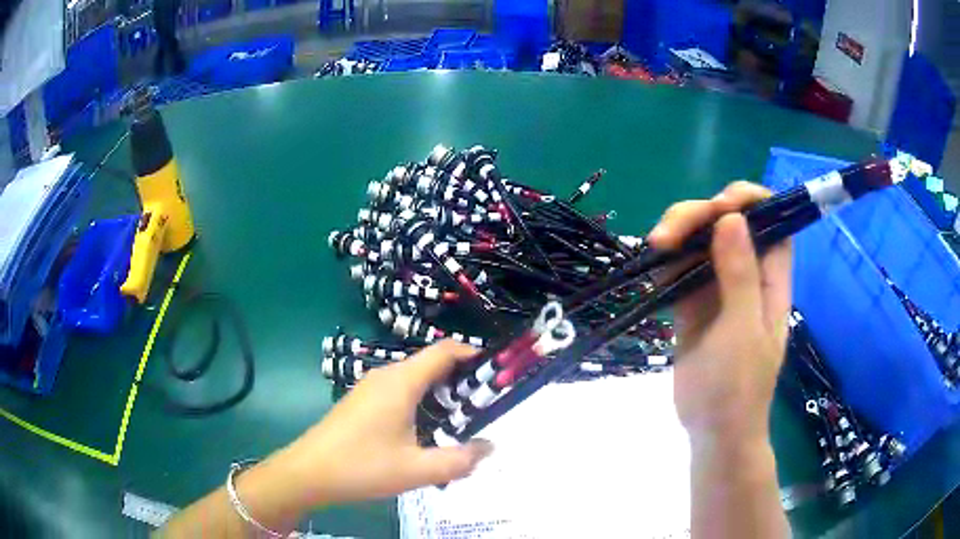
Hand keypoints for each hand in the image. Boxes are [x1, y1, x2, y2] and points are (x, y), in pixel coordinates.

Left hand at [283, 340, 493, 504]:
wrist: (308, 472)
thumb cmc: (362, 467)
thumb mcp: (417, 470)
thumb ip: (460, 460)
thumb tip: (490, 447)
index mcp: (401, 382)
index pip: (444, 351)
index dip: (473, 354)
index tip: (496, 373)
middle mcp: (386, 376)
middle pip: (431, 364)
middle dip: (461, 381)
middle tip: (484, 408)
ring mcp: (370, 387)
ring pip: (415, 379)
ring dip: (440, 395)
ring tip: (460, 423)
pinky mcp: (361, 401)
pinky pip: (399, 391)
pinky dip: (421, 402)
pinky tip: (425, 432)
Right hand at [648, 182, 791, 444]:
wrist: (713, 430)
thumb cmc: (739, 387)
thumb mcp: (743, 331)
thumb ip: (741, 275)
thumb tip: (731, 218)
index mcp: (770, 277)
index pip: (771, 221)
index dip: (750, 200)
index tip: (722, 204)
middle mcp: (745, 273)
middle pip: (727, 222)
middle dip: (700, 215)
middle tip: (671, 233)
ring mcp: (716, 287)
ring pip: (699, 240)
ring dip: (678, 232)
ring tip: (657, 246)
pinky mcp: (690, 302)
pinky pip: (678, 266)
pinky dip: (665, 258)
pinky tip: (652, 262)